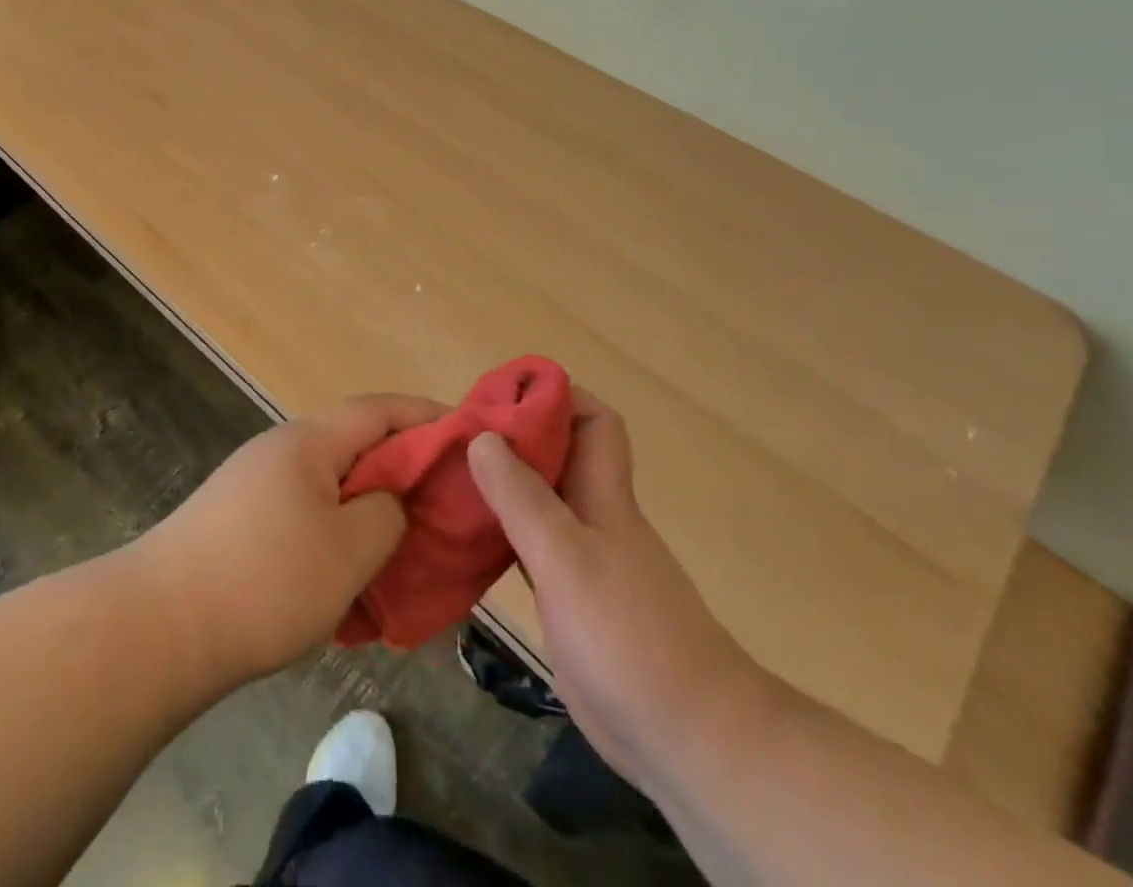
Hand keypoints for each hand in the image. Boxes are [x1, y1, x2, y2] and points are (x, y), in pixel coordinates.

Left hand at [134, 393, 446, 686]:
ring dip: (369, 518)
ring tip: (401, 558)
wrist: (159, 627)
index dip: (428, 417)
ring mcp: (256, 487)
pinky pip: (305, 520)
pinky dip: (335, 542)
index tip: (470, 436)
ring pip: (332, 491)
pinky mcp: (240, 524)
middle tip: (442, 512)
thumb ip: (387, 513)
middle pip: (357, 449)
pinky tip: (348, 588)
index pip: (381, 409)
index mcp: (310, 441)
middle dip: (402, 477)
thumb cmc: (266, 579)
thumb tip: (388, 501)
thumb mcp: (350, 549)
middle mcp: (282, 451)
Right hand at [466, 389, 764, 784]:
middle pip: (556, 457)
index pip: (593, 420)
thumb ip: (522, 497)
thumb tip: (481, 435)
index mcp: (603, 495)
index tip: (502, 394)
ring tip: (444, 477)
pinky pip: (529, 547)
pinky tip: (463, 539)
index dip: (556, 396)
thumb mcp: (566, 558)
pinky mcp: (570, 599)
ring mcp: (583, 560)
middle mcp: (593, 517)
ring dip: (498, 485)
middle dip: (510, 437)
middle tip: (454, 435)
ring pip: (537, 501)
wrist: (688, 738)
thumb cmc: (629, 635)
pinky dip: (499, 533)